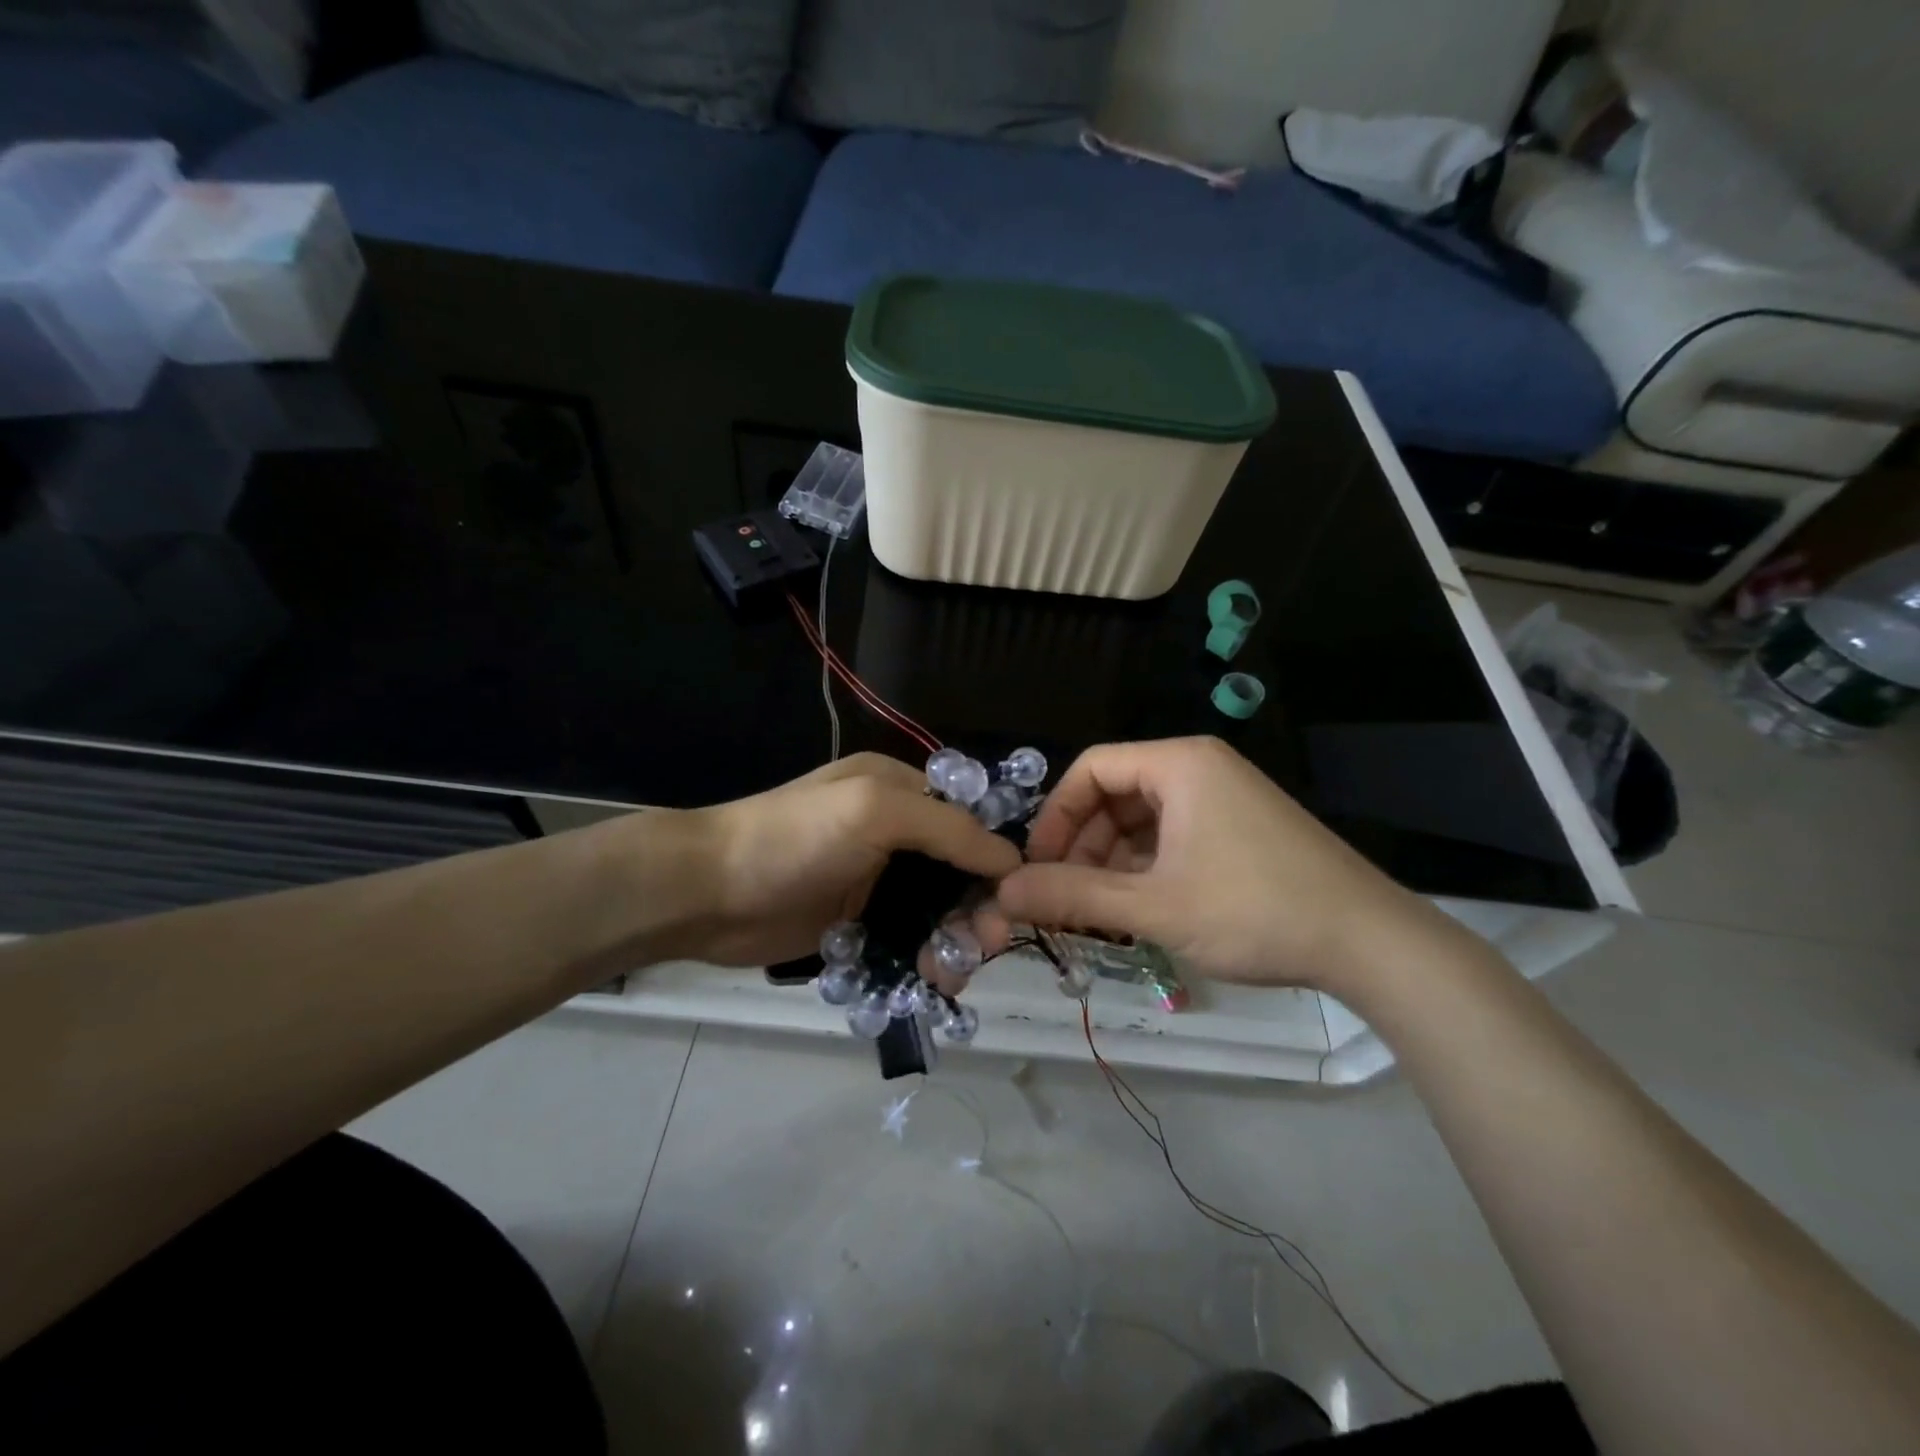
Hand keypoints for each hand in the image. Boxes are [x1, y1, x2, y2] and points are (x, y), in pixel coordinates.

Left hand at [662, 753, 1021, 968]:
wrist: (707, 892)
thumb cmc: (794, 839)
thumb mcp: (876, 812)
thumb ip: (949, 830)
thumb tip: (1013, 858)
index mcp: (900, 790)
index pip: (970, 820)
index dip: (996, 859)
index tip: (1013, 902)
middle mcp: (894, 832)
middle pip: (958, 873)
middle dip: (976, 909)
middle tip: (979, 948)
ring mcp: (874, 881)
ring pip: (936, 913)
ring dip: (952, 942)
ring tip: (946, 974)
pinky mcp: (857, 923)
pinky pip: (907, 942)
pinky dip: (923, 960)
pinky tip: (927, 981)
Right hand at [994, 737, 1457, 995]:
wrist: (1370, 943)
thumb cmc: (1254, 910)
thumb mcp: (1153, 907)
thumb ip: (1073, 897)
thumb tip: (1003, 892)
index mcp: (1178, 764)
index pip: (1090, 769)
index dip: (1054, 816)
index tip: (1037, 866)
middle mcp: (1199, 768)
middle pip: (1115, 794)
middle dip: (1082, 845)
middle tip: (1065, 898)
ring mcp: (1224, 797)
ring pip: (1143, 820)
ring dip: (1112, 862)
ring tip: (1099, 913)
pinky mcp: (1240, 828)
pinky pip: (1173, 836)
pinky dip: (1146, 868)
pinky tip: (1140, 909)